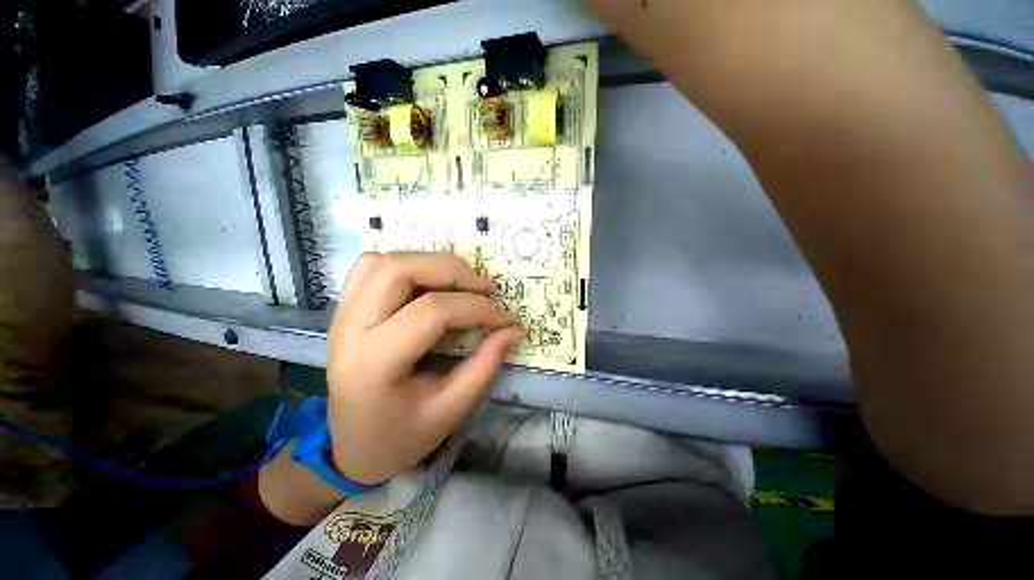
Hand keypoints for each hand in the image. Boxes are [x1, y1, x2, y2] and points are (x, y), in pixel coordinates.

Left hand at [325, 252, 523, 484]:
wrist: (353, 448)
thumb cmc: (402, 437)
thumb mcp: (452, 409)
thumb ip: (486, 365)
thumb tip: (515, 330)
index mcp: (374, 363)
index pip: (433, 311)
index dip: (478, 308)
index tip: (506, 318)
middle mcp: (350, 329)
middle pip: (400, 270)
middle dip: (452, 271)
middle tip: (484, 288)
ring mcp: (342, 315)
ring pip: (384, 262)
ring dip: (429, 263)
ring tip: (460, 283)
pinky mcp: (345, 310)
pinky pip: (372, 268)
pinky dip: (406, 264)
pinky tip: (428, 282)